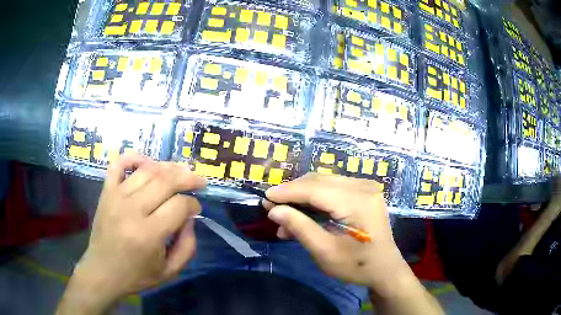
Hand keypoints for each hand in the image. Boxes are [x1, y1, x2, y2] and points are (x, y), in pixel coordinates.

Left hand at [58, 155, 205, 313]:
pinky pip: (118, 164)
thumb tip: (190, 218)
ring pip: (147, 170)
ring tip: (181, 171)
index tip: (197, 209)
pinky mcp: (106, 192)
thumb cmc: (137, 275)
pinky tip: (147, 162)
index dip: (194, 205)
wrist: (102, 272)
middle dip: (188, 178)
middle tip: (199, 181)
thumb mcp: (170, 271)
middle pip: (165, 181)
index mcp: (149, 234)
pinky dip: (134, 158)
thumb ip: (187, 246)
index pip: (179, 206)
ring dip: (168, 167)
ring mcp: (116, 196)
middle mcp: (132, 210)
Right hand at [264, 174, 408, 293]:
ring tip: (285, 216)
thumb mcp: (325, 252)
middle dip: (293, 193)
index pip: (315, 189)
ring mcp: (366, 187)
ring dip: (302, 197)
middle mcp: (363, 187)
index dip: (288, 192)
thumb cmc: (357, 266)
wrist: (384, 269)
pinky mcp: (364, 192)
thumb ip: (300, 228)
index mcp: (358, 202)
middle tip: (272, 207)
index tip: (265, 198)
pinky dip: (315, 199)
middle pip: (319, 182)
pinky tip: (303, 214)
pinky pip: (333, 188)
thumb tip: (274, 210)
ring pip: (324, 183)